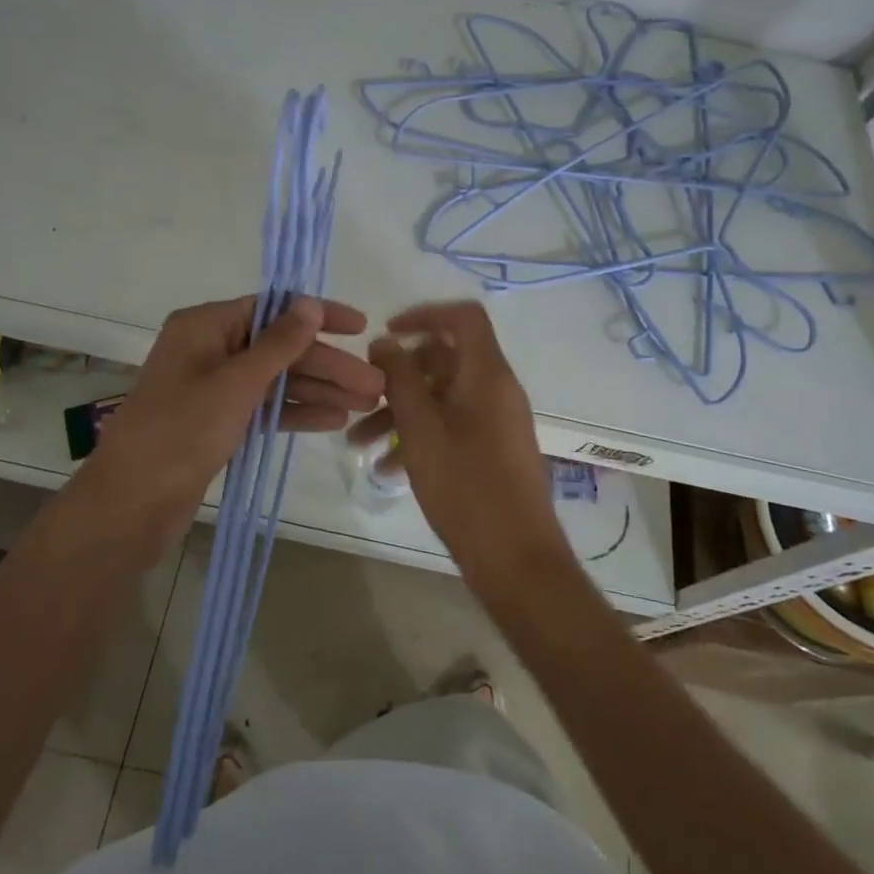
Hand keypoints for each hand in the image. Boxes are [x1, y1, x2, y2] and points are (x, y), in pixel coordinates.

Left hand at [85, 296, 382, 560]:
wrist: (129, 506)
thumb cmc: (180, 433)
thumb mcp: (235, 384)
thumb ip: (278, 344)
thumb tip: (310, 303)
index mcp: (205, 326)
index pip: (273, 308)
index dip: (319, 316)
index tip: (361, 326)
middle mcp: (209, 349)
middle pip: (280, 349)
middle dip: (328, 366)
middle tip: (376, 386)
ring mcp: (213, 388)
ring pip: (276, 381)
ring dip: (320, 391)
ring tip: (367, 405)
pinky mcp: (217, 423)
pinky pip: (264, 408)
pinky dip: (296, 413)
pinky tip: (334, 420)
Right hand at [351, 302, 566, 581]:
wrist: (515, 558)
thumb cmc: (465, 485)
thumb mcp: (420, 427)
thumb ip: (400, 378)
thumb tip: (386, 342)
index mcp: (486, 373)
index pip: (463, 317)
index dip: (424, 314)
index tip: (387, 334)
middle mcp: (495, 389)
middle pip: (444, 359)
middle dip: (397, 376)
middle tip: (361, 396)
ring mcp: (495, 421)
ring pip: (440, 397)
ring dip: (399, 412)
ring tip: (358, 443)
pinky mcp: (491, 449)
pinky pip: (450, 425)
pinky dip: (419, 436)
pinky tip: (387, 469)